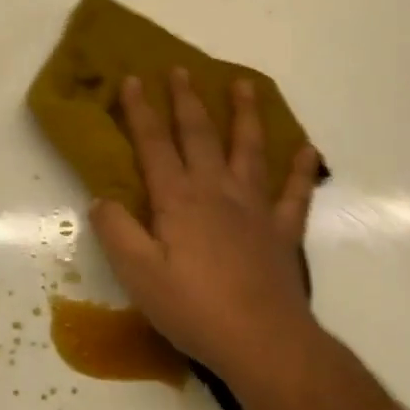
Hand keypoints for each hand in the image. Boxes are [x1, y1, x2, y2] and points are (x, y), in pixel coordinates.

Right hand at [90, 69, 322, 378]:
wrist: (262, 340)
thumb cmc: (193, 308)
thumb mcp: (138, 275)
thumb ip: (117, 232)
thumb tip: (102, 199)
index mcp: (178, 201)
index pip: (154, 145)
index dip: (141, 112)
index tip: (134, 79)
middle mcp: (217, 192)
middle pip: (200, 136)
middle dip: (187, 101)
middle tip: (181, 70)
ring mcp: (255, 208)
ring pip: (250, 150)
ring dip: (245, 115)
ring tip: (244, 85)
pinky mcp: (283, 231)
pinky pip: (295, 192)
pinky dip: (301, 169)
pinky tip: (306, 148)